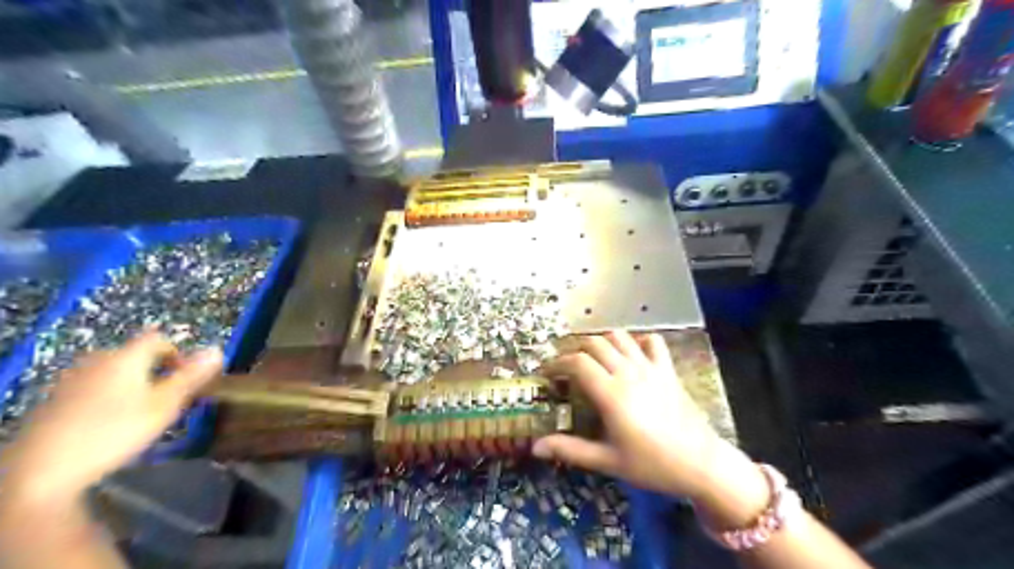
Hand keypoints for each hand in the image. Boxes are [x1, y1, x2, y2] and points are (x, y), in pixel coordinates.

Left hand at [0, 332, 221, 499]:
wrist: (40, 471)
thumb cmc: (114, 432)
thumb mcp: (165, 404)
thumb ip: (192, 376)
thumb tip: (218, 349)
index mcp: (126, 357)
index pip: (158, 338)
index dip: (179, 353)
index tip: (188, 379)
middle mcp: (98, 360)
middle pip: (137, 355)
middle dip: (158, 372)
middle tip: (170, 400)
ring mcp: (71, 379)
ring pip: (116, 372)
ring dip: (135, 385)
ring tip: (144, 414)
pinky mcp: (55, 401)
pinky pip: (95, 387)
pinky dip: (111, 398)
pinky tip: (111, 426)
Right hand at [534, 331, 743, 498]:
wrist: (701, 464)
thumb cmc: (652, 465)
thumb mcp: (608, 461)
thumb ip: (571, 450)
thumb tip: (536, 447)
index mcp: (611, 394)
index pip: (577, 363)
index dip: (557, 363)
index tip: (547, 373)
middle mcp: (629, 373)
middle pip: (594, 344)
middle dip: (575, 350)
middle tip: (567, 367)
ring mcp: (650, 367)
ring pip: (619, 337)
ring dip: (601, 342)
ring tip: (593, 358)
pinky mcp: (667, 369)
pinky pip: (652, 341)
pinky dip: (637, 341)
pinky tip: (630, 355)